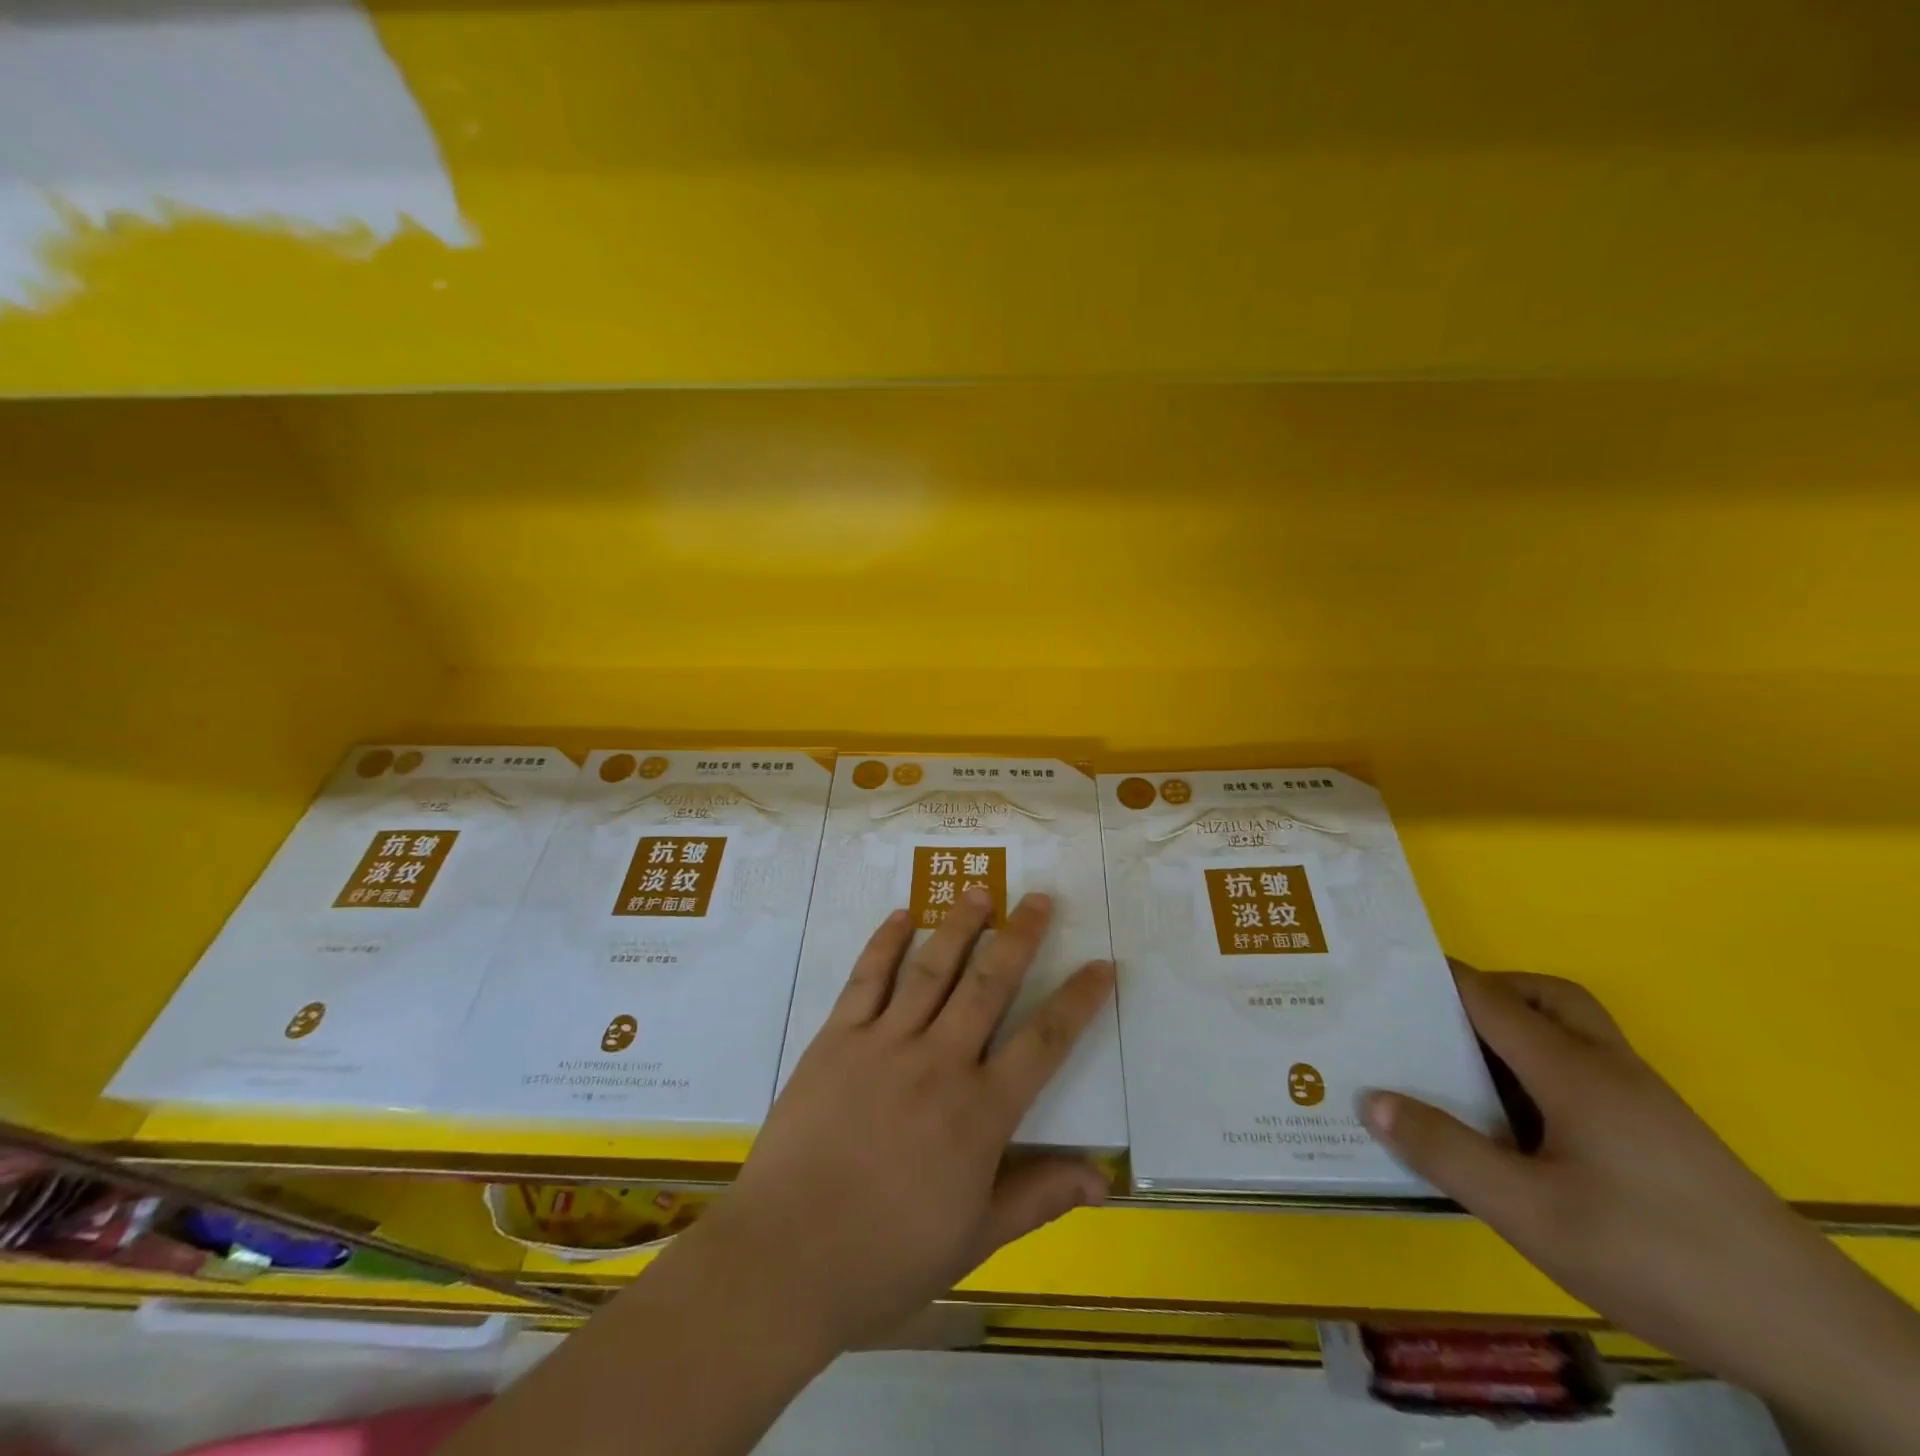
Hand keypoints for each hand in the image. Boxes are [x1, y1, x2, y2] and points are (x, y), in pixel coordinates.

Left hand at [693, 888, 1115, 1353]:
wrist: (785, 1258)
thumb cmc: (886, 1258)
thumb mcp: (974, 1239)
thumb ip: (1037, 1197)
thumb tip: (1103, 1178)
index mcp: (980, 1112)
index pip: (1044, 1043)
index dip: (1078, 1001)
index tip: (1102, 965)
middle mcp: (939, 1062)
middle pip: (990, 984)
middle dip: (1020, 938)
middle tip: (1039, 899)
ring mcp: (884, 1043)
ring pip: (932, 969)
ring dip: (960, 926)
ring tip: (980, 891)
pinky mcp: (837, 1038)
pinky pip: (867, 979)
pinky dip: (885, 943)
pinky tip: (901, 916)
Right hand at [1362, 964, 1919, 1447]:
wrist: (1810, 1334)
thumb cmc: (1654, 1255)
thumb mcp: (1530, 1212)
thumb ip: (1446, 1152)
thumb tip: (1371, 1100)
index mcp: (1571, 1069)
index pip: (1487, 997)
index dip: (1432, 981)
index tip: (1378, 979)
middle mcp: (1608, 1067)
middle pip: (1543, 995)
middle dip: (1484, 993)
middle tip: (1431, 1023)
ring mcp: (1643, 1100)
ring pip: (1572, 1031)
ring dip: (1517, 1030)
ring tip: (1466, 1072)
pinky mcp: (1662, 1134)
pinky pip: (1587, 1070)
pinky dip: (1542, 1067)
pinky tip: (1522, 1125)